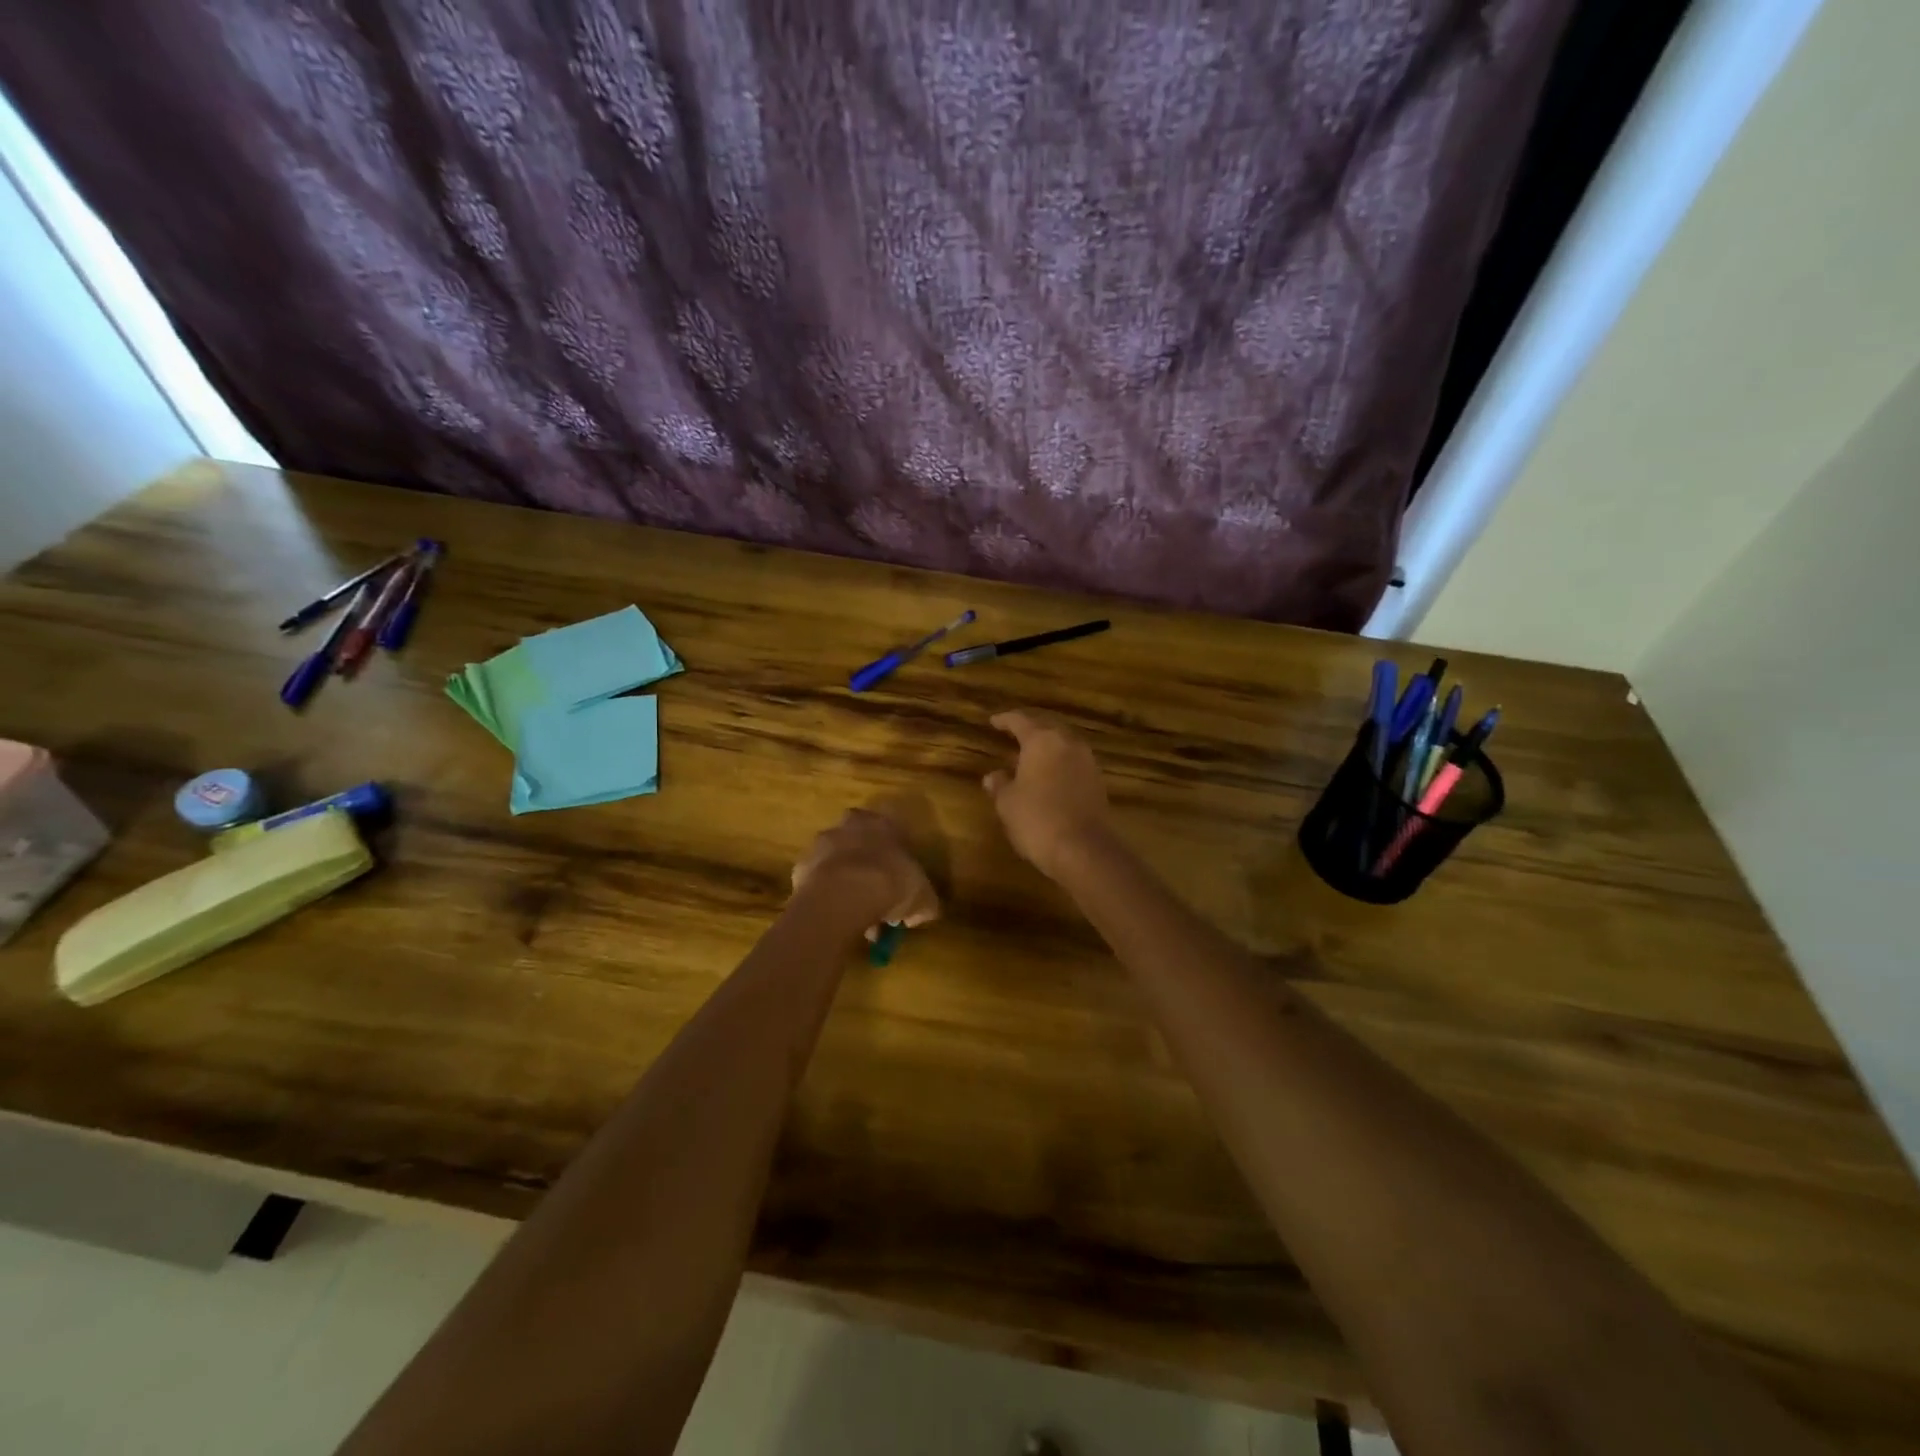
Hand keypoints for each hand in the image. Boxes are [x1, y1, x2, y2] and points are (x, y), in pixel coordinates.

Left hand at [791, 807, 939, 935]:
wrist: (843, 894)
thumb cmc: (890, 884)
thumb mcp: (923, 898)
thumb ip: (924, 903)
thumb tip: (918, 913)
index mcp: (883, 823)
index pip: (893, 833)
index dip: (897, 860)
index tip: (900, 883)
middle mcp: (851, 825)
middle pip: (861, 844)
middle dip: (868, 868)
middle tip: (877, 898)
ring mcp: (822, 843)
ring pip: (838, 863)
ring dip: (846, 884)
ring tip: (856, 917)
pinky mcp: (801, 865)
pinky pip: (818, 882)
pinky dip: (827, 897)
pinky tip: (836, 917)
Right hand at [983, 710, 1112, 877]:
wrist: (1084, 849)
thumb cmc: (1037, 819)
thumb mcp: (1008, 803)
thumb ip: (1000, 784)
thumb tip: (993, 776)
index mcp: (1042, 740)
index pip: (1020, 720)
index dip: (1005, 720)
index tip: (993, 721)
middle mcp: (1067, 742)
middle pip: (1047, 725)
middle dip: (1030, 727)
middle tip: (1013, 732)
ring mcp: (1087, 761)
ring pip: (1063, 742)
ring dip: (1047, 745)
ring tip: (1029, 755)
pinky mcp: (1097, 780)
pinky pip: (1074, 760)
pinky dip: (1059, 761)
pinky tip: (1049, 774)